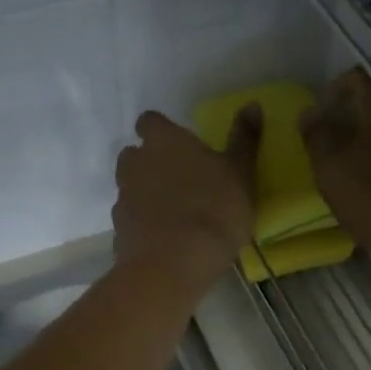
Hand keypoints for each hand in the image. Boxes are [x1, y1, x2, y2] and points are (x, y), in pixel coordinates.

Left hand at [113, 107, 259, 289]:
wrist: (173, 265)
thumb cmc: (214, 210)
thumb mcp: (240, 174)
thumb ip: (243, 139)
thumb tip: (252, 104)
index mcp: (163, 141)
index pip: (150, 121)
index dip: (162, 130)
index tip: (179, 144)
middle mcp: (136, 162)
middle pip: (134, 154)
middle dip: (150, 162)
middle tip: (179, 179)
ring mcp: (123, 197)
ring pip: (130, 186)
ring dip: (146, 193)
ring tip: (174, 213)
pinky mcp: (118, 231)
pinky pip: (131, 219)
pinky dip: (143, 224)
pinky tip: (164, 239)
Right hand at [301, 69, 370, 273]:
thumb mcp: (331, 170)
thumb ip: (317, 137)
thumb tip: (308, 114)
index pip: (356, 78)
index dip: (331, 90)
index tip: (315, 118)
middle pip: (370, 106)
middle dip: (343, 121)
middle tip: (322, 148)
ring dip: (358, 146)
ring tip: (340, 174)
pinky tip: (366, 193)